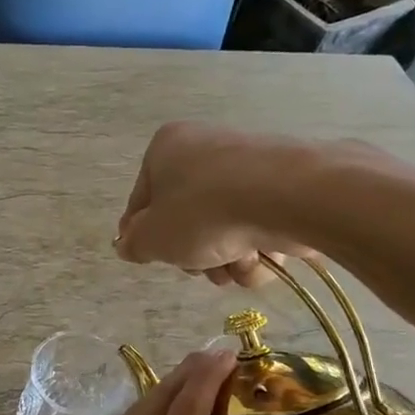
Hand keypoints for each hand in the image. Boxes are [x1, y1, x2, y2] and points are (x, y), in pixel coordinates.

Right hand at [114, 122, 319, 287]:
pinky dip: (257, 249)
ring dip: (226, 259)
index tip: (153, 259)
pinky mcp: (283, 185)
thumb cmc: (204, 212)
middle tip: (202, 266)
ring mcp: (247, 166)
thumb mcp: (153, 237)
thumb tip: (128, 244)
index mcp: (166, 148)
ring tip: (237, 265)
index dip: (144, 236)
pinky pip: (257, 225)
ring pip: (223, 228)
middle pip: (187, 218)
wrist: (287, 197)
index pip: (142, 200)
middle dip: (195, 254)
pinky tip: (262, 258)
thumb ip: (134, 243)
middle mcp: (205, 148)